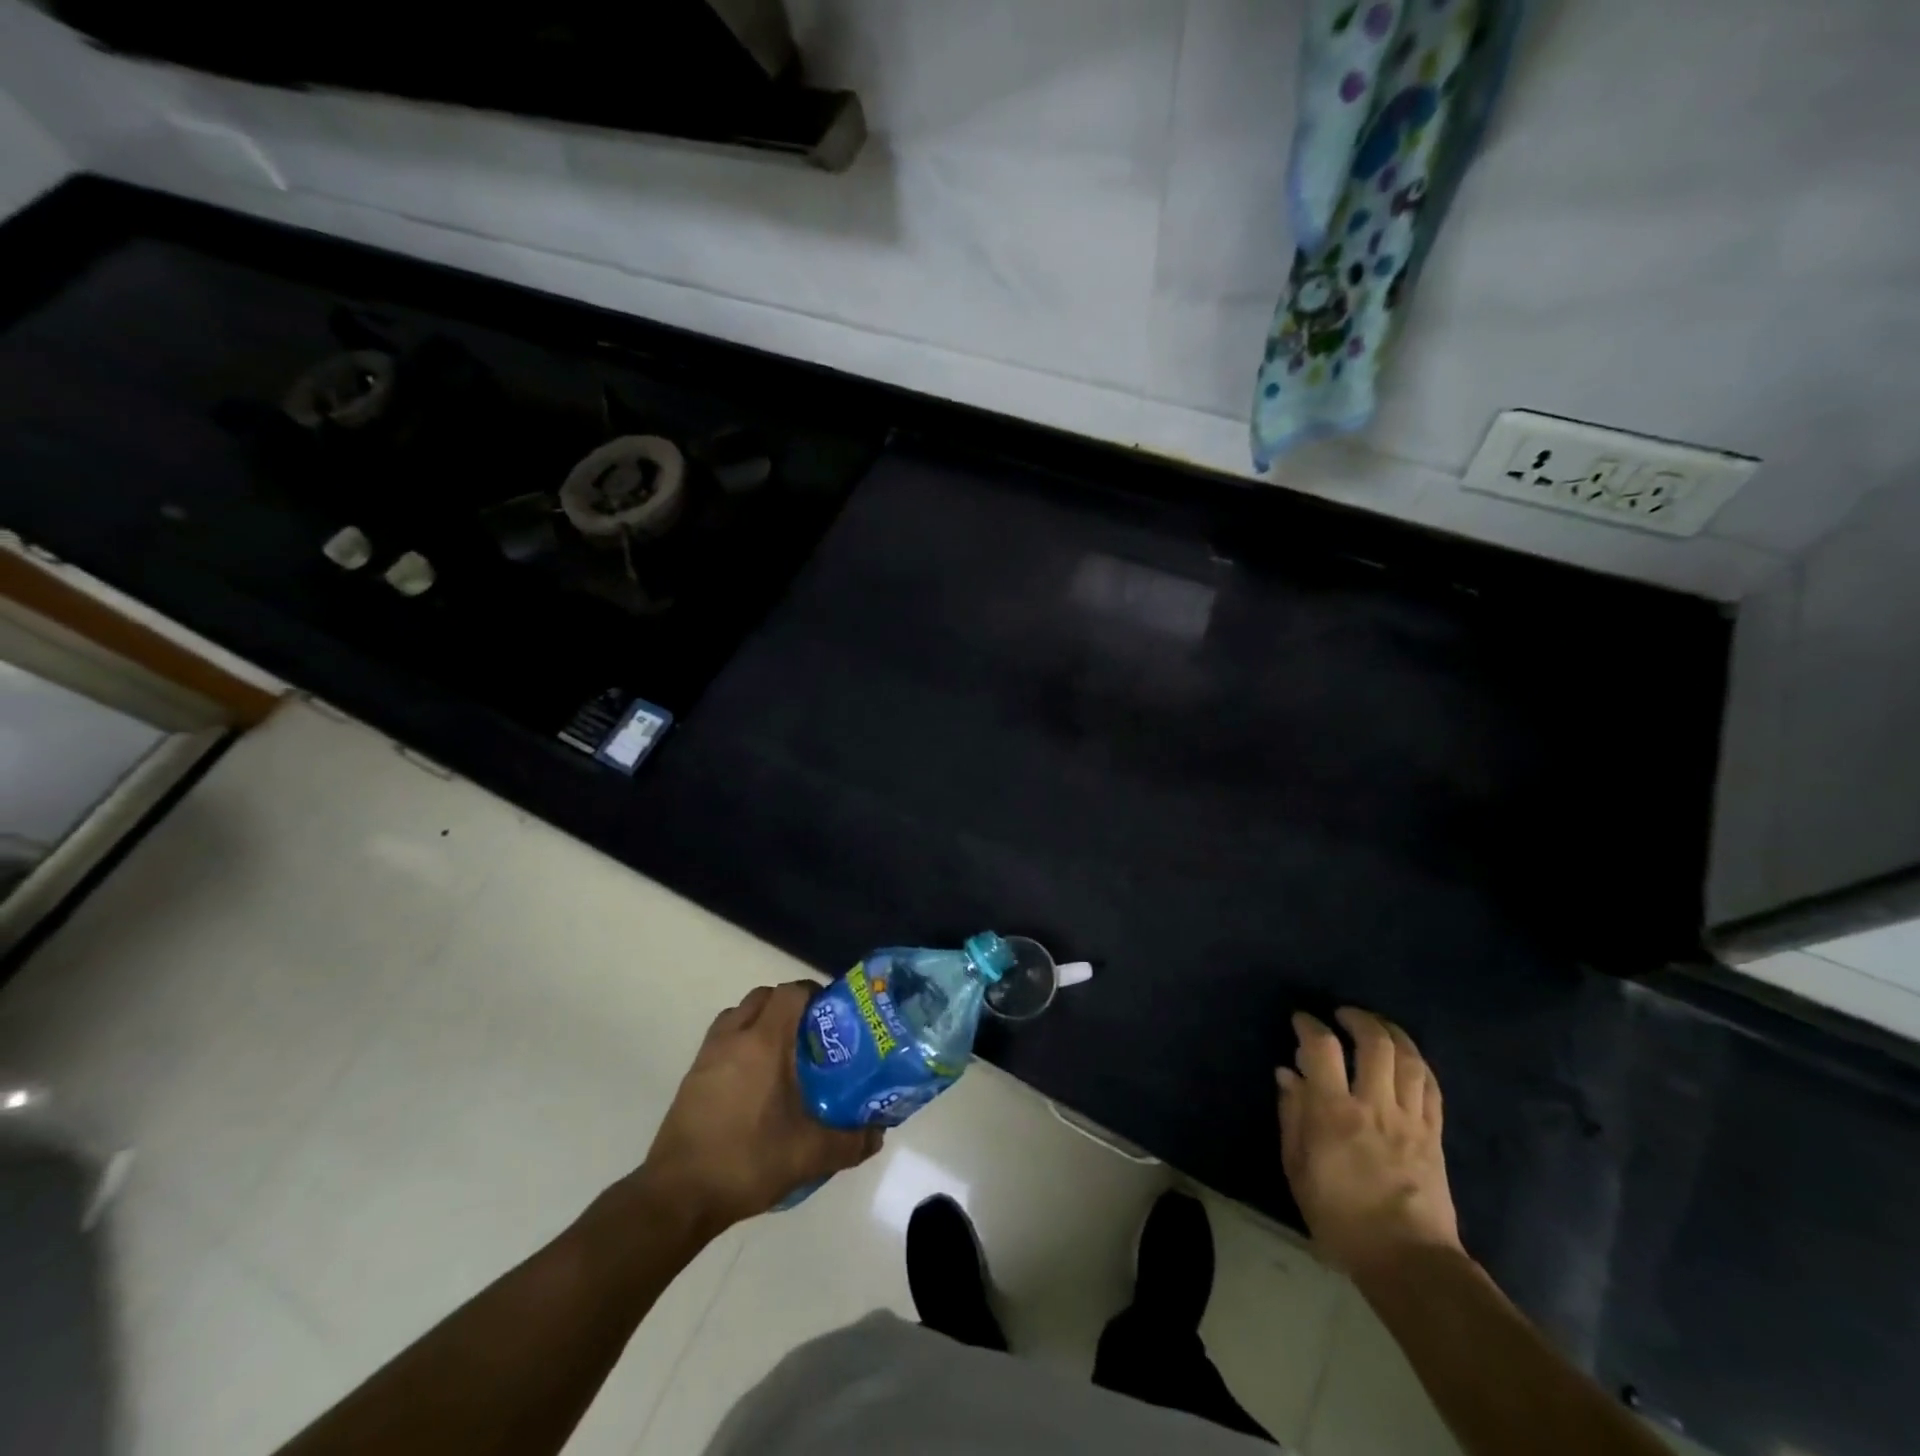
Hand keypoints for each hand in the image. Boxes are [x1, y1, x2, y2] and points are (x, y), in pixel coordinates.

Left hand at [639, 982, 881, 1233]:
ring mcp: (708, 1055)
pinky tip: (755, 1082)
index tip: (833, 1016)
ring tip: (783, 1054)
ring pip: (739, 1015)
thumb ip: (850, 1142)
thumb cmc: (746, 1160)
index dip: (815, 994)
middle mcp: (734, 1037)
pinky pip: (722, 1040)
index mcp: (764, 1042)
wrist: (677, 1196)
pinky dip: (741, 1044)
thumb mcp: (809, 1155)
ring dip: (761, 1021)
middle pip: (764, 996)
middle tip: (812, 1035)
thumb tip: (878, 1134)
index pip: (791, 992)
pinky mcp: (692, 1077)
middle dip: (789, 1005)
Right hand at [1276, 1007, 1460, 1277]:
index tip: (1300, 1020)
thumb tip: (1287, 1074)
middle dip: (1357, 1018)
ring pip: (1408, 1058)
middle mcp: (1375, 1106)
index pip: (1322, 1048)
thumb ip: (1291, 1116)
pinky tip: (1405, 1058)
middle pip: (1374, 1043)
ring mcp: (1410, 1119)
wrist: (1407, 1261)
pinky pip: (1431, 1086)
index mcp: (1334, 1113)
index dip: (1309, 1025)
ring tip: (1376, 1026)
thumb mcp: (1298, 1169)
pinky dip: (1417, 1063)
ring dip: (1391, 1033)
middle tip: (1342, 1014)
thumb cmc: (1340, 1218)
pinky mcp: (1434, 1134)